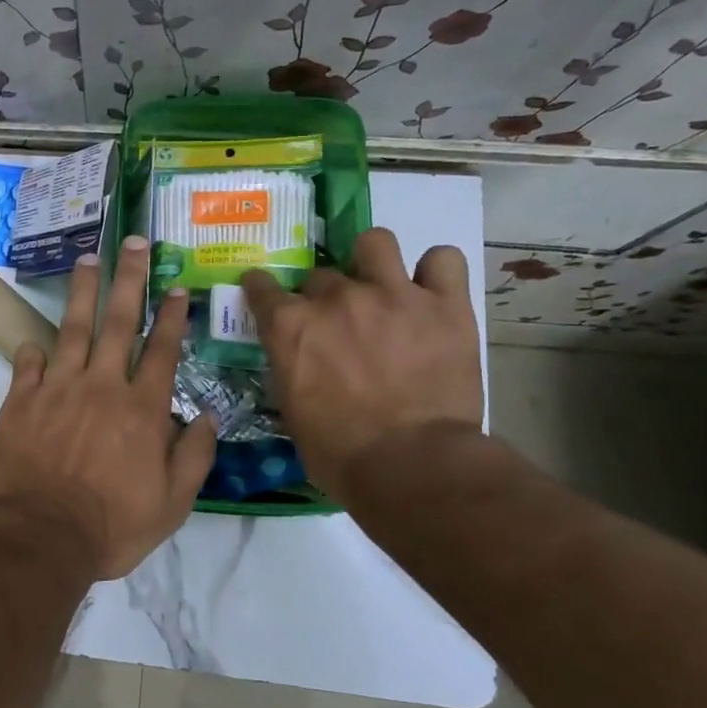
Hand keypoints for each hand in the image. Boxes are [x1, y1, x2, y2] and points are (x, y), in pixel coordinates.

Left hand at [0, 238, 217, 580]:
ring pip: (72, 328)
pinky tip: (36, 340)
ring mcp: (57, 389)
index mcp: (141, 409)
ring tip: (87, 259)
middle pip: (118, 322)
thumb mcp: (172, 504)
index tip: (177, 287)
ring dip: (82, 291)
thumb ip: (194, 456)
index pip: (162, 350)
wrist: (42, 536)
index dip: (171, 316)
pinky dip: (34, 350)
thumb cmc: (112, 525)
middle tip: (133, 242)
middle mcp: (101, 386)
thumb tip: (207, 415)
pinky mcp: (21, 401)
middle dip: (129, 279)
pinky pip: (29, 364)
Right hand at [241, 228, 482, 499]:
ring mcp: (392, 294)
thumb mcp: (292, 410)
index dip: (261, 288)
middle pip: (320, 275)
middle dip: (323, 295)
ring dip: (372, 261)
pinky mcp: (445, 305)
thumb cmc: (339, 452)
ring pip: (375, 242)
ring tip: (381, 286)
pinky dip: (436, 271)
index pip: (261, 286)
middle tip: (337, 322)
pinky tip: (432, 292)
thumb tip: (298, 360)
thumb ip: (290, 368)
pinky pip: (444, 260)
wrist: (410, 465)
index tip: (264, 293)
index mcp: (290, 326)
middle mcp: (336, 298)